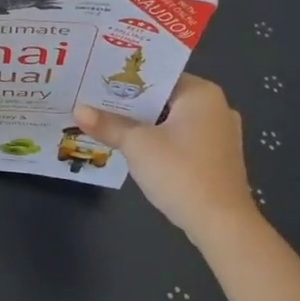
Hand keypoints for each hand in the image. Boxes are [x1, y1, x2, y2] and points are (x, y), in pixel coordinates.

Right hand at [74, 76, 262, 243]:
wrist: (222, 225)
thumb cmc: (181, 172)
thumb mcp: (137, 145)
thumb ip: (108, 125)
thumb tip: (78, 110)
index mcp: (202, 93)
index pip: (158, 75)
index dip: (125, 79)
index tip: (96, 79)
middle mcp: (216, 107)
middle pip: (164, 98)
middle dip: (131, 103)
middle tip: (93, 100)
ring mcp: (220, 135)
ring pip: (172, 120)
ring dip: (144, 124)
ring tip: (107, 122)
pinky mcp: (217, 158)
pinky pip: (182, 138)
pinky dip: (159, 140)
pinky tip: (134, 148)